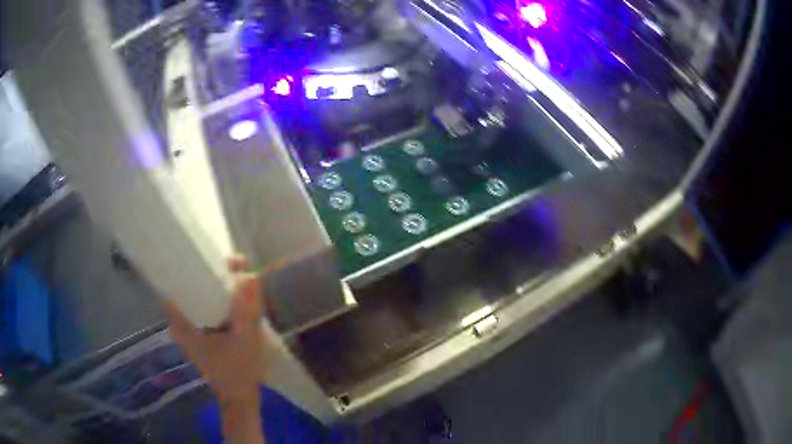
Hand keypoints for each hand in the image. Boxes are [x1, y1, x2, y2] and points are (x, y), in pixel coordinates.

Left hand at [164, 256, 270, 402]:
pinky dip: (214, 298)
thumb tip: (250, 276)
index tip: (204, 254)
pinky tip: (231, 295)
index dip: (184, 265)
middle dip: (205, 271)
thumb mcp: (246, 340)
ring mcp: (189, 329)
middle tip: (231, 265)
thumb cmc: (239, 371)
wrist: (241, 397)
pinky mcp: (199, 332)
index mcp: (182, 324)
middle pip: (185, 286)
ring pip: (195, 296)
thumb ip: (247, 310)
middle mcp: (180, 324)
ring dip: (212, 284)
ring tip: (234, 274)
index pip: (171, 284)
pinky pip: (203, 306)